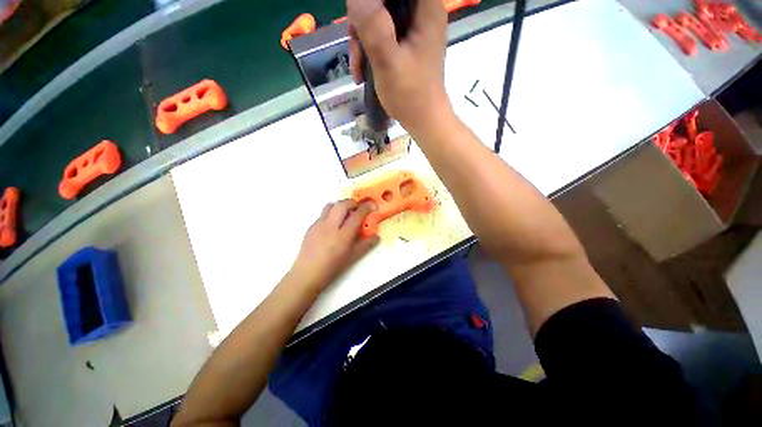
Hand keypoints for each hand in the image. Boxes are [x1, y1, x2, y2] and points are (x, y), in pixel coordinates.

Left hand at [290, 200, 379, 291]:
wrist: (307, 274)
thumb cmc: (332, 268)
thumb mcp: (352, 258)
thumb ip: (366, 245)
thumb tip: (376, 236)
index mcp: (343, 236)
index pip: (357, 215)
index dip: (366, 207)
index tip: (373, 205)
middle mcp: (330, 226)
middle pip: (342, 205)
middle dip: (353, 202)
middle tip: (359, 207)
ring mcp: (318, 225)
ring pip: (331, 205)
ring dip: (341, 205)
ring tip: (346, 213)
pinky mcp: (311, 226)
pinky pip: (323, 214)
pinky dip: (331, 213)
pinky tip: (333, 225)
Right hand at [348, 0, 451, 134]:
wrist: (423, 121)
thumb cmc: (411, 95)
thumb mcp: (388, 61)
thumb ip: (373, 25)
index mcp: (426, 8)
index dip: (373, 1)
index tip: (359, 20)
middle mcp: (422, 13)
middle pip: (384, 1)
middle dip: (363, 23)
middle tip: (356, 51)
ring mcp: (415, 30)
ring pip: (379, 18)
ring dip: (362, 42)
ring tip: (358, 70)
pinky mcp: (407, 44)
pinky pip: (382, 35)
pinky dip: (370, 51)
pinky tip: (363, 72)